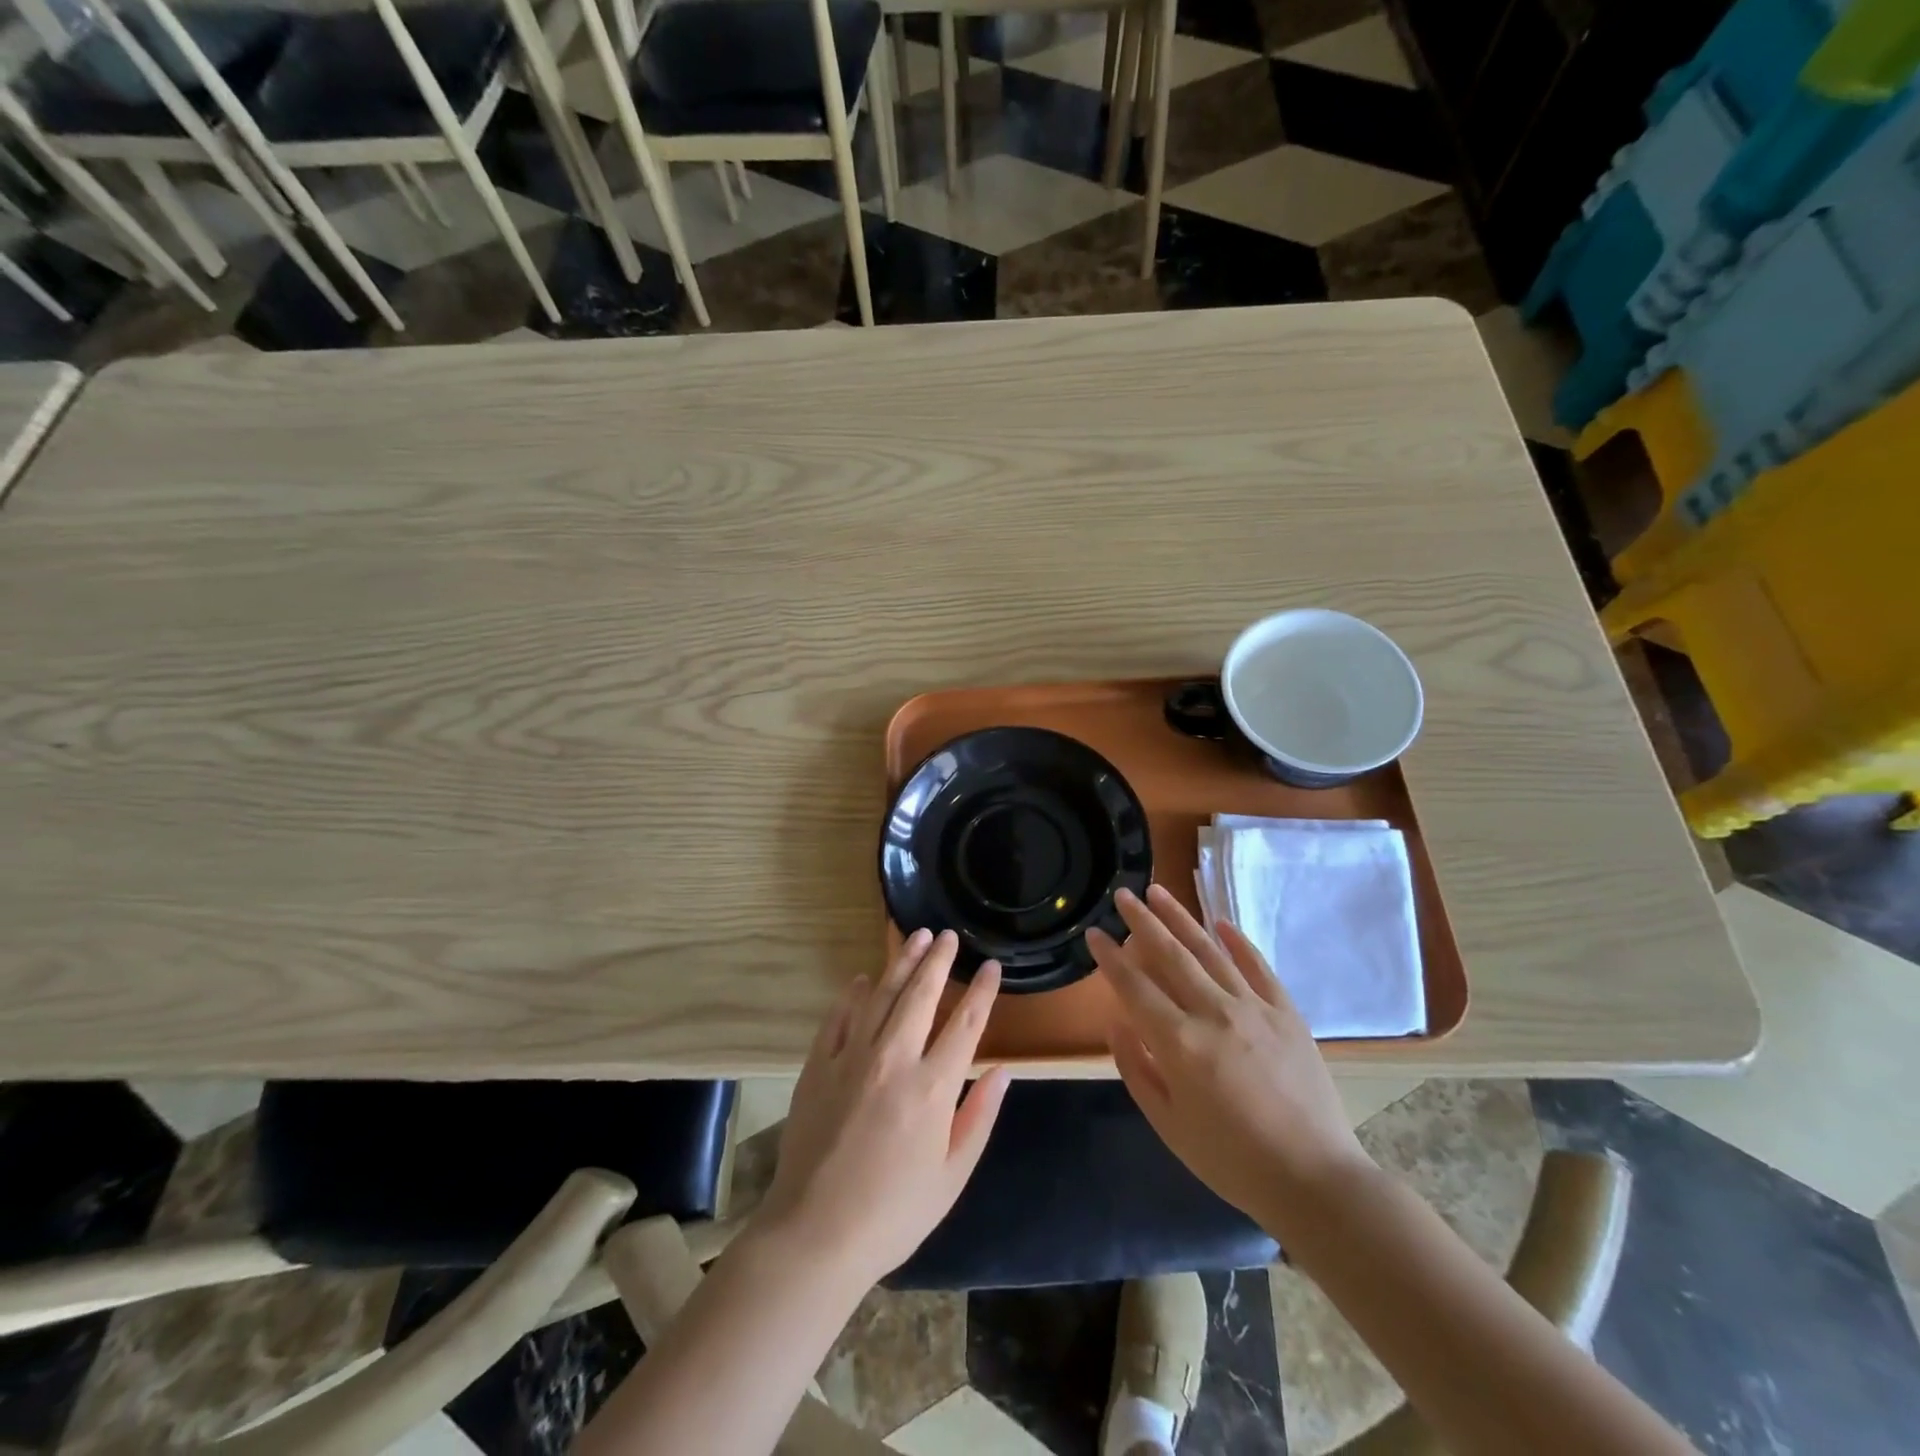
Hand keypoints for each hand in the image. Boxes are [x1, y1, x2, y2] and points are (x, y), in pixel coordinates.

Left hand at [754, 929, 1010, 1287]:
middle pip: (921, 994)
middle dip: (938, 960)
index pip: (966, 1024)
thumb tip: (1002, 1071)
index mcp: (933, 1088)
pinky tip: (863, 979)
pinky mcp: (819, 1065)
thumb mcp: (952, 1176)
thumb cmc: (893, 1213)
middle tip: (948, 936)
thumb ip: (980, 1118)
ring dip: (901, 963)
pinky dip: (853, 994)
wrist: (815, 1234)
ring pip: (882, 995)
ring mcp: (852, 1057)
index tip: (991, 966)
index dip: (982, 991)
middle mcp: (894, 1059)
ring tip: (915, 938)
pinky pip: (838, 1016)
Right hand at [1090, 885, 1372, 1233]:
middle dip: (1141, 921)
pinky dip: (1237, 942)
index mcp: (1180, 1043)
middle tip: (1122, 894)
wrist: (1314, 1180)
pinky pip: (1257, 966)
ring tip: (1158, 891)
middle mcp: (1213, 1013)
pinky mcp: (1286, 1012)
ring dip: (1180, 918)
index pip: (1134, 987)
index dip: (1110, 957)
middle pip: (1170, 955)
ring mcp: (1253, 1008)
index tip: (1094, 933)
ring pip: (1209, 950)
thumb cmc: (1231, 1160)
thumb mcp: (1168, 1124)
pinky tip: (1220, 922)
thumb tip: (1115, 1020)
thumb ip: (1136, 1068)